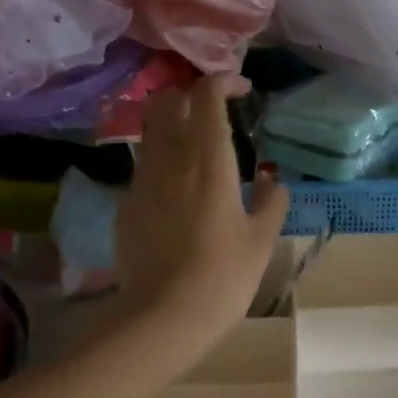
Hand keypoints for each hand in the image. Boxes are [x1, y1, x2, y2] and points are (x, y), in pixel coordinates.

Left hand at [116, 74, 288, 351]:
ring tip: (196, 148)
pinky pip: (143, 167)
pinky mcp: (126, 206)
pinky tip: (178, 192)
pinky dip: (161, 162)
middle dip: (191, 95)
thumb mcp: (262, 240)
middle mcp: (169, 159)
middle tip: (215, 113)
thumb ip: (272, 202)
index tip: (242, 90)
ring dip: (172, 125)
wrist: (163, 316)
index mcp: (208, 159)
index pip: (206, 95)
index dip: (223, 82)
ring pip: (150, 131)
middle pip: (168, 101)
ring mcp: (141, 181)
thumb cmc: (223, 276)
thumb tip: (271, 181)